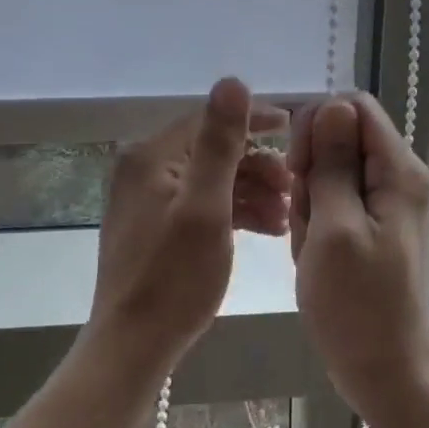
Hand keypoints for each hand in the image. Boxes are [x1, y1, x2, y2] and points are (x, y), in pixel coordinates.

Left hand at [89, 78, 289, 366]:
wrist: (133, 347)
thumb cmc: (175, 277)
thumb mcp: (206, 206)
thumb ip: (220, 143)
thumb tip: (232, 80)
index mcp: (151, 157)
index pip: (209, 120)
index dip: (254, 120)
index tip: (294, 128)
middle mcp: (144, 170)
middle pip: (212, 151)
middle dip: (257, 165)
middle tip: (294, 187)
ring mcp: (148, 201)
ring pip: (212, 180)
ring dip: (251, 191)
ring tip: (287, 215)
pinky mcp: (156, 228)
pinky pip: (202, 205)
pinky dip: (234, 212)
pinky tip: (267, 229)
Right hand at [288, 93, 428, 418]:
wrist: (387, 371)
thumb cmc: (358, 305)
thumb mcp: (335, 228)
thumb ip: (334, 164)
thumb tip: (332, 104)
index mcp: (399, 170)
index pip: (353, 108)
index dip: (317, 126)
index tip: (296, 168)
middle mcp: (399, 178)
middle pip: (342, 141)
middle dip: (312, 174)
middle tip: (307, 222)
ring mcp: (388, 205)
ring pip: (332, 175)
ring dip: (311, 205)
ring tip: (312, 248)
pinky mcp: (375, 228)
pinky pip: (336, 206)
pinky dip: (318, 226)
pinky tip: (315, 259)